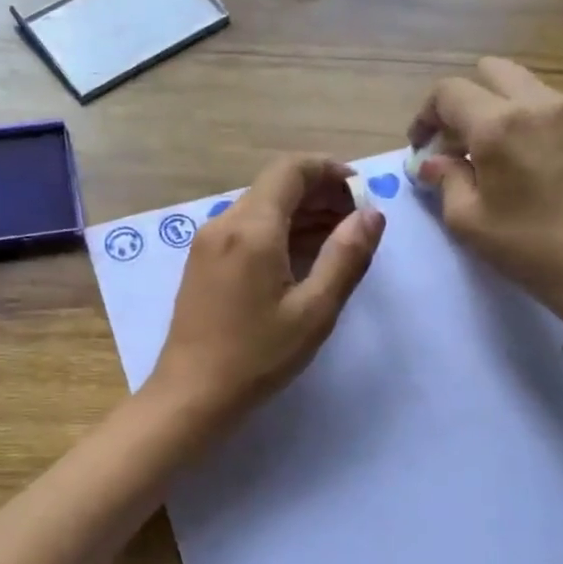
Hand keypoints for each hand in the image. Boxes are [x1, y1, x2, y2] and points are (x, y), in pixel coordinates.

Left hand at [147, 154, 385, 428]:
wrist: (191, 394)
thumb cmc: (256, 356)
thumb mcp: (313, 311)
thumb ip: (346, 257)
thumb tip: (372, 214)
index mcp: (251, 228)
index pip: (291, 169)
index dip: (330, 170)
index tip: (361, 192)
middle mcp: (224, 223)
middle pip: (276, 186)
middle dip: (319, 194)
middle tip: (357, 222)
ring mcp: (208, 242)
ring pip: (261, 208)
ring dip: (300, 214)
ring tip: (338, 241)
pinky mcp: (202, 262)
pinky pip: (245, 230)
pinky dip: (278, 232)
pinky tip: (302, 258)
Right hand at [411, 58, 562, 329]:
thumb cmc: (527, 246)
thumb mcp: (467, 219)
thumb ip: (445, 179)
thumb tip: (433, 161)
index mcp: (499, 124)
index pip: (448, 92)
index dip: (425, 115)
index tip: (421, 147)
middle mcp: (537, 103)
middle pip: (489, 71)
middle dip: (462, 101)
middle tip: (454, 141)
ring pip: (522, 85)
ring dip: (495, 107)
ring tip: (488, 152)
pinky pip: (548, 105)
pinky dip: (526, 119)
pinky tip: (524, 160)